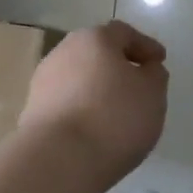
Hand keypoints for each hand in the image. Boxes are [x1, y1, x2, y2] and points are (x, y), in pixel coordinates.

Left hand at [21, 21, 169, 192]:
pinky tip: (95, 128)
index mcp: (94, 38)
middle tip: (138, 85)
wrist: (58, 158)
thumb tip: (144, 69)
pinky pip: (66, 102)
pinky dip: (82, 109)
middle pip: (96, 53)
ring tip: (117, 112)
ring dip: (97, 89)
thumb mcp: (152, 93)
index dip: (145, 46)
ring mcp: (43, 81)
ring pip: (79, 78)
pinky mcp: (33, 110)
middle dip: (117, 66)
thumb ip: (154, 75)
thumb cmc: (114, 117)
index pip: (123, 33)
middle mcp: (63, 52)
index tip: (159, 62)